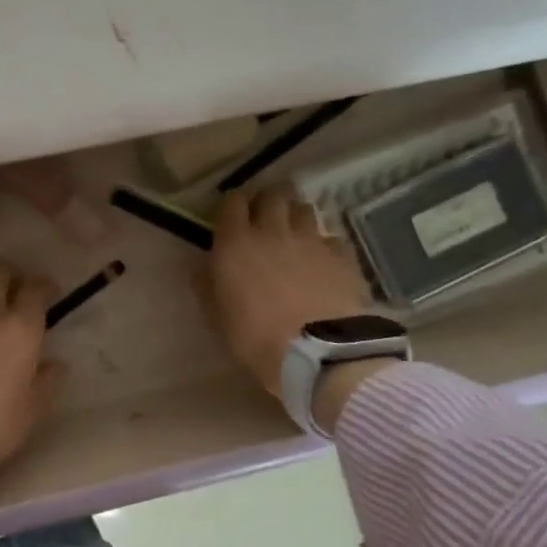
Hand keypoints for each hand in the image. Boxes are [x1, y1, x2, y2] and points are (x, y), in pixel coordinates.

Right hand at [207, 187, 390, 429]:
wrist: (317, 353)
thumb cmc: (254, 336)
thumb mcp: (216, 316)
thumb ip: (208, 285)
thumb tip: (204, 267)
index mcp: (236, 242)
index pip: (232, 202)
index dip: (233, 206)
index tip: (233, 218)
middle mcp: (273, 230)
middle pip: (273, 194)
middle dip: (268, 201)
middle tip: (266, 218)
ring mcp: (311, 240)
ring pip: (304, 209)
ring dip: (296, 217)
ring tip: (295, 235)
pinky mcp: (342, 255)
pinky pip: (331, 238)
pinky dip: (325, 244)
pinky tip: (323, 262)